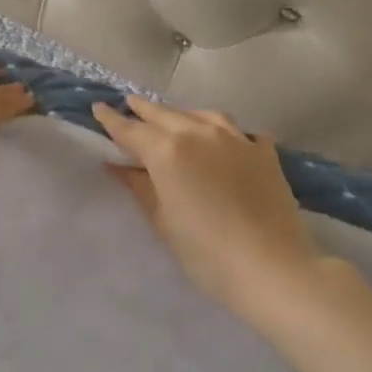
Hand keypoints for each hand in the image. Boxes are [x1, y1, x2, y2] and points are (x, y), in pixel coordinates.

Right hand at [93, 97, 317, 315]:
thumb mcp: (164, 222)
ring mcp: (236, 139)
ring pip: (203, 115)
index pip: (132, 130)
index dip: (112, 120)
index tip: (99, 107)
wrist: (272, 268)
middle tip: (130, 103)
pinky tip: (227, 139)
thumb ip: (140, 188)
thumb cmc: (207, 254)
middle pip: (165, 114)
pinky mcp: (264, 152)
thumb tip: (118, 167)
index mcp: (168, 151)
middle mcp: (200, 133)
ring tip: (174, 117)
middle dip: (144, 109)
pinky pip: (240, 131)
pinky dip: (226, 132)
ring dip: (183, 114)